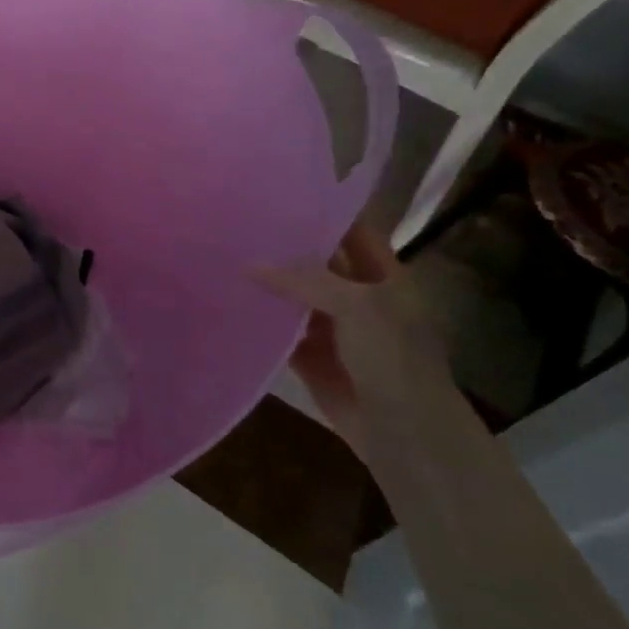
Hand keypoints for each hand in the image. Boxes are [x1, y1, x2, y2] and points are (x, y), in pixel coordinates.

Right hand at [252, 220, 452, 458]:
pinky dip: (262, 323)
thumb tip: (249, 265)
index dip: (323, 213)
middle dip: (285, 249)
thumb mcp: (355, 305)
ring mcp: (335, 330)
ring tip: (225, 259)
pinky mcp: (313, 358)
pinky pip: (282, 333)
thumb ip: (304, 280)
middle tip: (240, 227)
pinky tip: (231, 305)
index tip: (280, 197)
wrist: (403, 431)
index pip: (353, 233)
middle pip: (319, 265)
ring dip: (269, 286)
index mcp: (384, 278)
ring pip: (296, 299)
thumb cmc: (392, 358)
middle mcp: (359, 298)